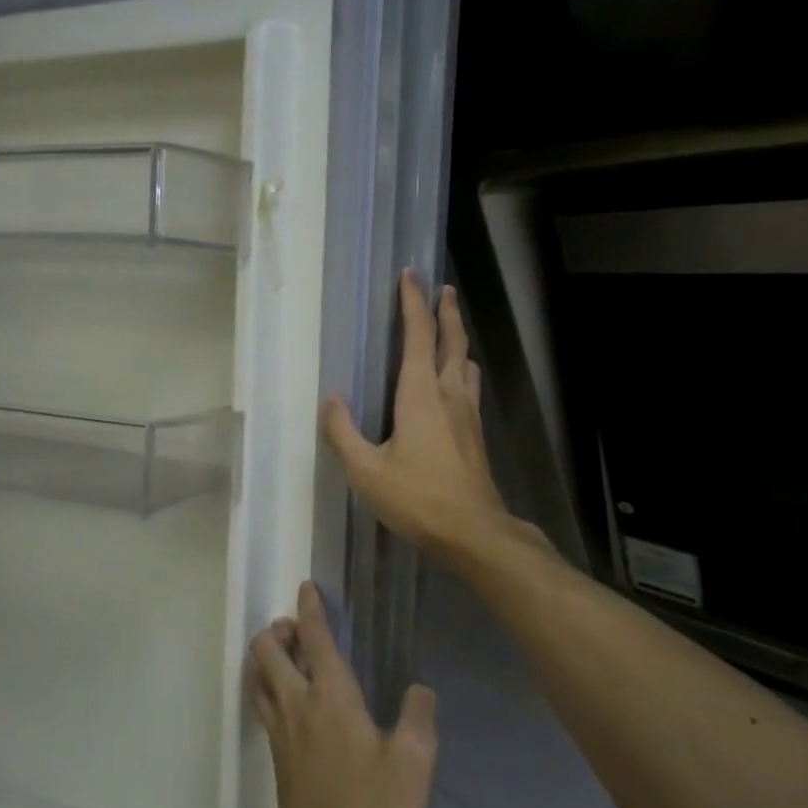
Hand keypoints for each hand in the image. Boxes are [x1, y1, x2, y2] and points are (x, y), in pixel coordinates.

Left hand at [249, 581, 437, 807]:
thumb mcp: (413, 763)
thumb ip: (418, 717)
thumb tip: (420, 689)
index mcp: (331, 695)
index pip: (314, 638)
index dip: (309, 608)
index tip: (306, 586)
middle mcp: (297, 703)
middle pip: (267, 650)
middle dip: (278, 629)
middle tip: (298, 628)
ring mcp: (280, 730)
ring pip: (258, 677)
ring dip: (269, 657)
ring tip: (292, 657)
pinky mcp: (276, 756)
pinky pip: (263, 704)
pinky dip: (269, 686)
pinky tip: (290, 700)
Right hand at [323, 272, 530, 569]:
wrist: (474, 531)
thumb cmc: (418, 498)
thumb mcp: (367, 471)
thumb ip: (344, 434)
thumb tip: (331, 402)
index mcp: (421, 393)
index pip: (418, 336)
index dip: (413, 303)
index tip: (411, 276)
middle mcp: (449, 393)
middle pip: (452, 341)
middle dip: (446, 312)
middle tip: (443, 290)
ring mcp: (468, 413)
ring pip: (466, 363)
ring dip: (458, 340)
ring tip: (450, 332)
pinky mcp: (476, 434)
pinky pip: (468, 386)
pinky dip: (461, 369)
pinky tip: (454, 383)